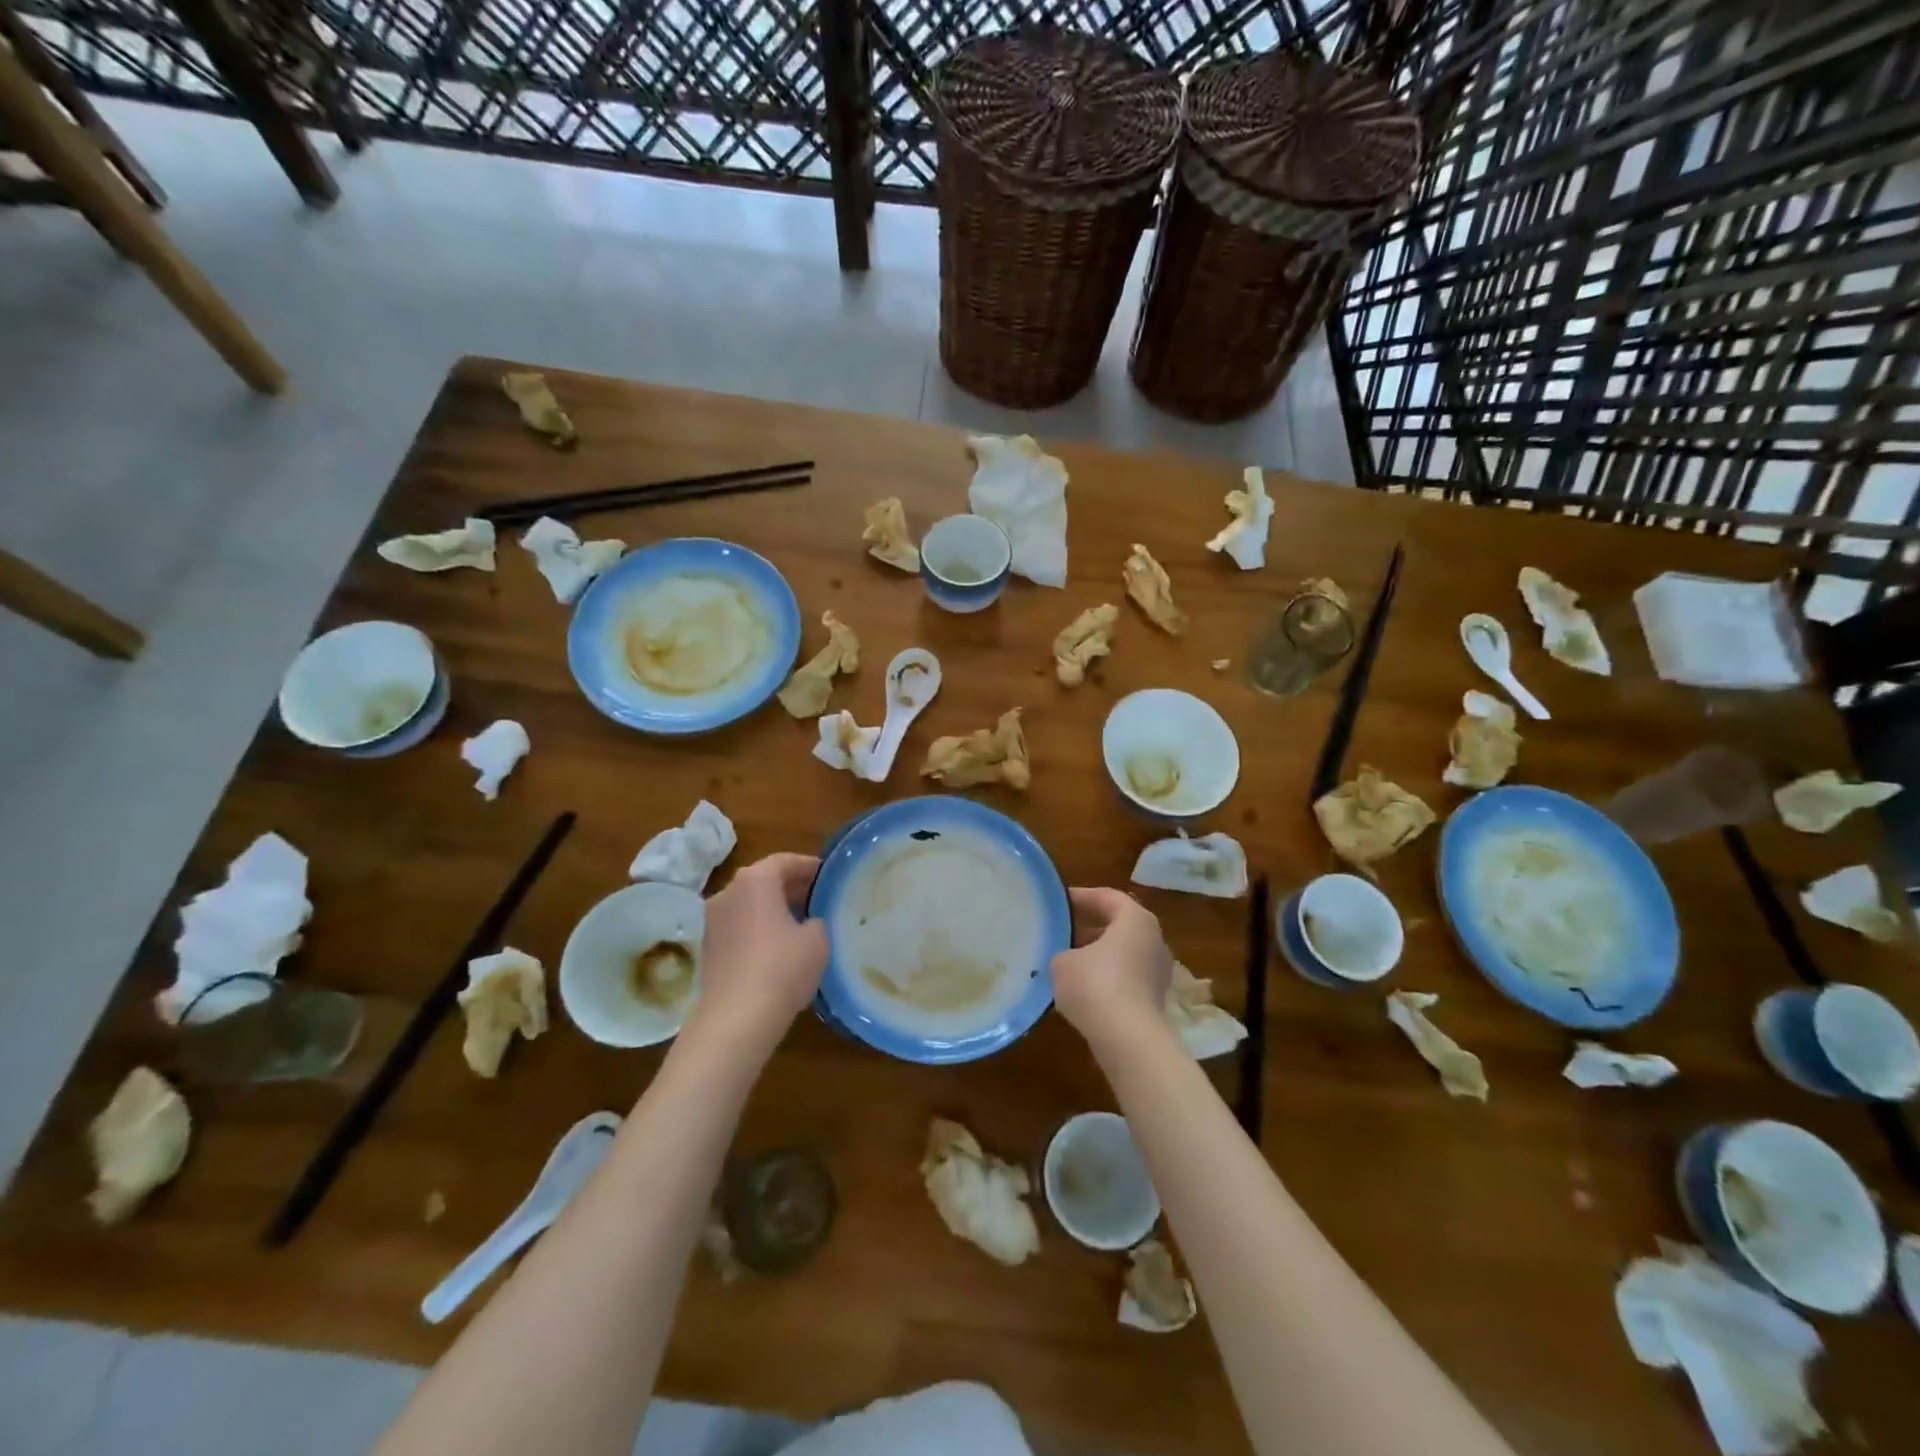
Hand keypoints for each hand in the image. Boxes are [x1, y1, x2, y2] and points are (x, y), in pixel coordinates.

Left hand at [689, 853, 828, 1051]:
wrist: (735, 1020)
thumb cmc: (782, 968)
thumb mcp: (818, 939)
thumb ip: (817, 920)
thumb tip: (808, 922)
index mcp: (755, 880)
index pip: (785, 861)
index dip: (809, 866)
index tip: (828, 876)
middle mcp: (728, 892)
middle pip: (764, 880)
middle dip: (791, 887)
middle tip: (819, 899)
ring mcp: (712, 921)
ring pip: (750, 905)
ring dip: (774, 909)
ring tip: (802, 924)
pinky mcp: (708, 949)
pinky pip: (739, 927)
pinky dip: (759, 929)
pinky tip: (779, 948)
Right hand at [1050, 887, 1174, 1048]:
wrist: (1129, 1039)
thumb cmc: (1095, 985)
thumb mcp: (1062, 962)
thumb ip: (1062, 952)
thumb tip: (1066, 958)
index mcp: (1136, 919)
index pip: (1107, 897)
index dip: (1081, 897)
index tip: (1059, 902)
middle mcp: (1153, 940)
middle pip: (1118, 925)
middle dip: (1089, 927)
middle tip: (1061, 930)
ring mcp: (1158, 971)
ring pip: (1123, 953)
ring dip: (1097, 954)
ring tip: (1066, 960)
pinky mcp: (1155, 998)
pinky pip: (1126, 977)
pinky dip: (1105, 977)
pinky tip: (1081, 988)